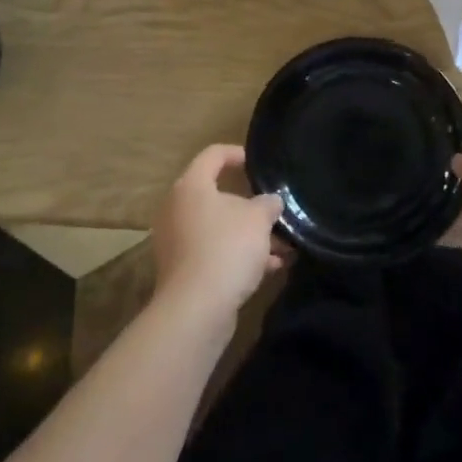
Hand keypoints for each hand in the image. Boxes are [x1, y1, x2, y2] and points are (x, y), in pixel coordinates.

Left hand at [152, 145, 285, 320]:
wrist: (196, 308)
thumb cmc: (227, 248)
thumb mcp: (258, 219)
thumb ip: (268, 204)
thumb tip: (271, 201)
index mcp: (191, 186)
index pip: (213, 155)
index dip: (237, 154)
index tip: (258, 164)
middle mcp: (178, 209)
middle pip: (218, 196)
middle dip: (252, 207)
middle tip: (275, 213)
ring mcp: (177, 241)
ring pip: (220, 228)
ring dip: (250, 236)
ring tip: (284, 247)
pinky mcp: (183, 270)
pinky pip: (215, 252)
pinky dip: (239, 256)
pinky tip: (271, 268)